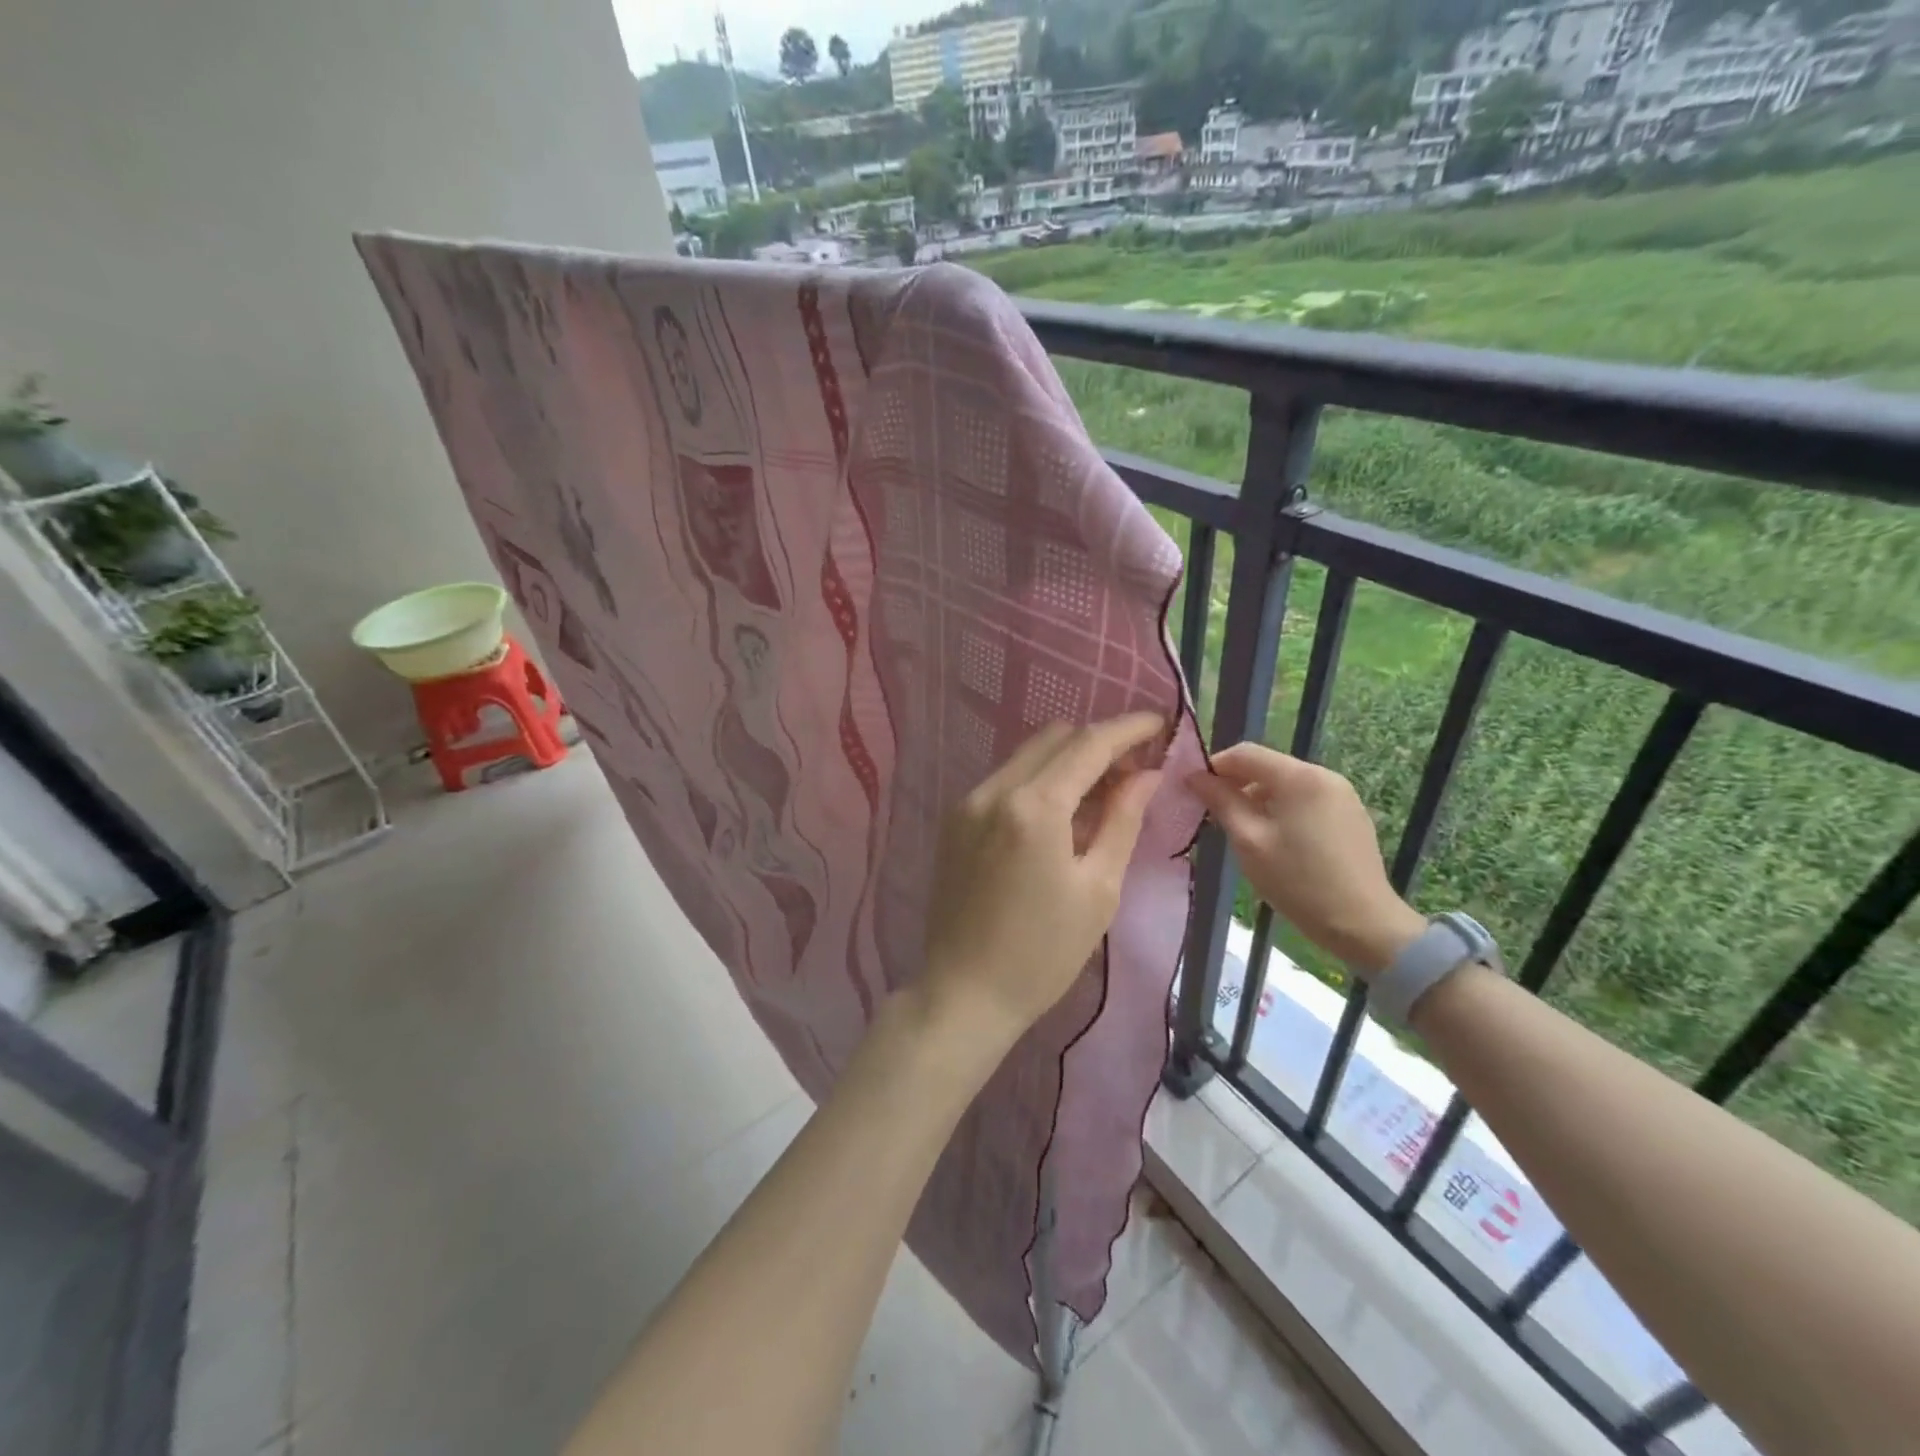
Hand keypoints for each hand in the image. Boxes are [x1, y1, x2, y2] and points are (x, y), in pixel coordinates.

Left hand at [919, 714, 1165, 1046]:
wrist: (965, 992)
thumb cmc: (1044, 952)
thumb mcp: (1098, 889)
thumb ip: (1122, 820)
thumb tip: (1145, 774)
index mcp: (1034, 806)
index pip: (1089, 743)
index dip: (1128, 728)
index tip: (1159, 723)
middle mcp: (994, 790)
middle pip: (1056, 738)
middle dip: (1099, 742)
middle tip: (1134, 769)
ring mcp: (968, 802)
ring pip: (1028, 755)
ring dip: (1068, 760)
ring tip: (1102, 793)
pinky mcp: (955, 819)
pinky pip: (1006, 779)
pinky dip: (1039, 780)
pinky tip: (1060, 814)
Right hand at [1187, 744, 1425, 976]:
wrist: (1363, 924)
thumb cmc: (1298, 881)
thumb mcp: (1249, 841)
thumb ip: (1221, 801)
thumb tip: (1195, 776)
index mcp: (1299, 777)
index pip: (1245, 753)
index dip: (1215, 766)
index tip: (1195, 791)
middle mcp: (1324, 775)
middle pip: (1268, 766)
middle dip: (1237, 784)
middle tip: (1215, 814)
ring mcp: (1342, 794)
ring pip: (1286, 783)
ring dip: (1259, 798)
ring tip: (1244, 831)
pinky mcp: (1351, 814)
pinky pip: (1306, 799)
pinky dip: (1283, 808)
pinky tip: (1277, 840)